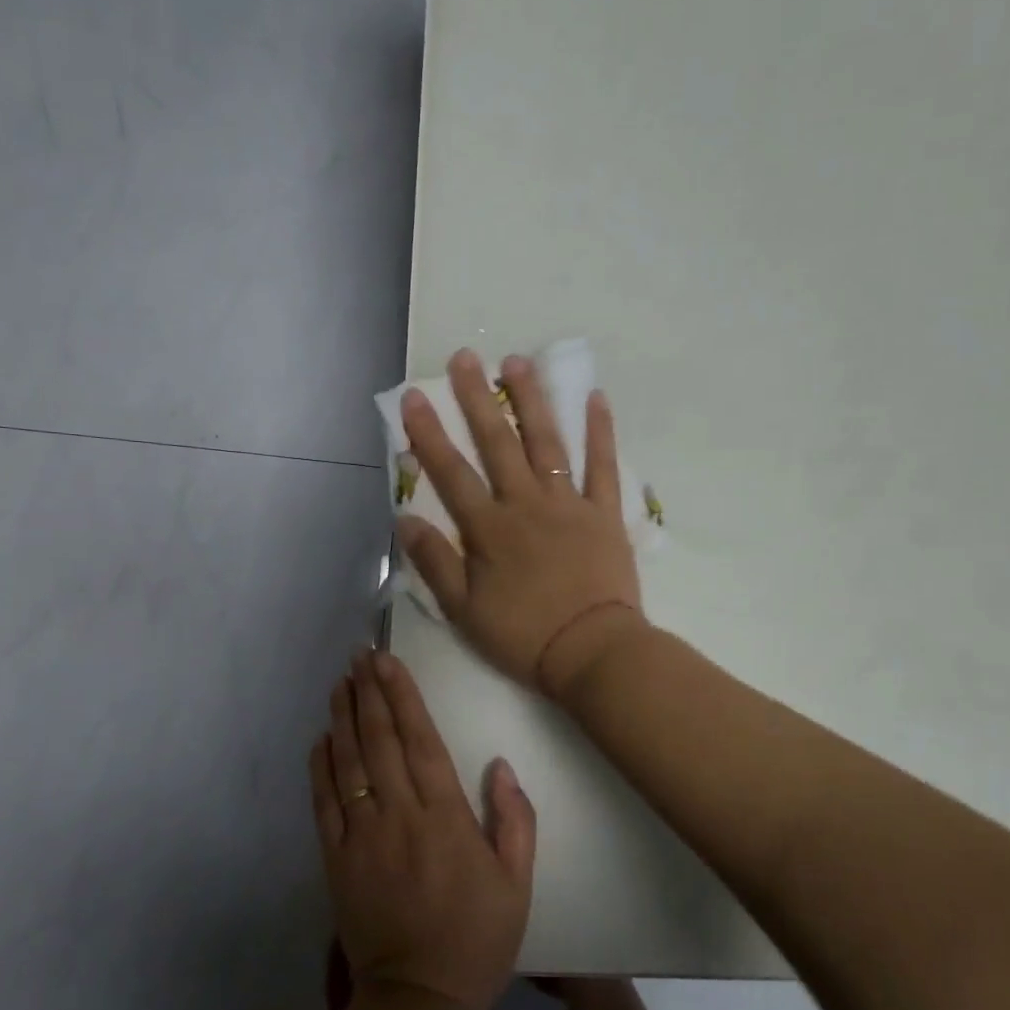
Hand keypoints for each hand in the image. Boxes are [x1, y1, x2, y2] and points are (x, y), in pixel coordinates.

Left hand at [310, 650, 535, 1009]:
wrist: (420, 999)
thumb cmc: (477, 937)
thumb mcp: (517, 882)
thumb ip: (514, 820)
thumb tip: (499, 766)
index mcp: (444, 816)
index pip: (420, 740)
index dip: (402, 696)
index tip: (387, 662)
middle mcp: (399, 815)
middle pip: (379, 741)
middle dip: (368, 693)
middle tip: (358, 655)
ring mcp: (361, 837)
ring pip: (348, 763)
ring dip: (342, 719)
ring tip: (340, 682)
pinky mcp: (335, 860)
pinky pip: (323, 804)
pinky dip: (319, 768)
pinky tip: (320, 739)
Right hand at [398, 348, 644, 697]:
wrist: (592, 651)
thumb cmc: (523, 635)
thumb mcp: (464, 610)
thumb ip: (434, 562)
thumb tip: (404, 519)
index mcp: (489, 529)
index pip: (451, 473)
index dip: (428, 434)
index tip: (413, 396)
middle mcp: (526, 504)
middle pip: (498, 443)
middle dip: (477, 399)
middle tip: (465, 357)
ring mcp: (568, 504)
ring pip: (546, 443)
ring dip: (532, 400)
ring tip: (518, 362)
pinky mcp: (604, 513)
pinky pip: (603, 466)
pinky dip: (600, 432)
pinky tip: (595, 398)